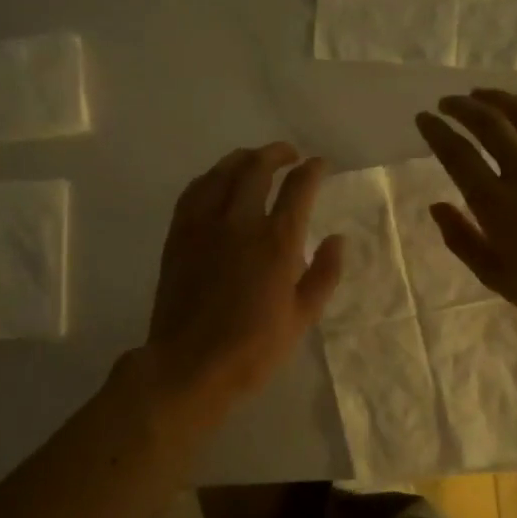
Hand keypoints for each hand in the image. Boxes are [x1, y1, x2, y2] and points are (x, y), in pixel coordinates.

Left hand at [145, 143, 343, 424]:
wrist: (190, 364)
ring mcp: (204, 226)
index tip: (320, 165)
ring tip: (255, 160)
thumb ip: (325, 273)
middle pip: (257, 168)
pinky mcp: (179, 235)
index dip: (313, 170)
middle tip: (289, 154)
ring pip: (222, 173)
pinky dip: (210, 178)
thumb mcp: (303, 317)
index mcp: (276, 242)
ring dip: (242, 159)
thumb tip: (337, 238)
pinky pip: (194, 191)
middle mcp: (239, 222)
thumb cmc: (253, 348)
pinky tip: (217, 181)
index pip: (298, 188)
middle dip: (277, 153)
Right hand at [415, 89, 516, 346]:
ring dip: (497, 99)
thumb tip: (437, 206)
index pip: (458, 155)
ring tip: (480, 93)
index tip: (424, 119)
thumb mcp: (496, 277)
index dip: (437, 132)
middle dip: (463, 107)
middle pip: (489, 124)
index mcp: (497, 204)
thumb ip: (462, 239)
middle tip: (448, 101)